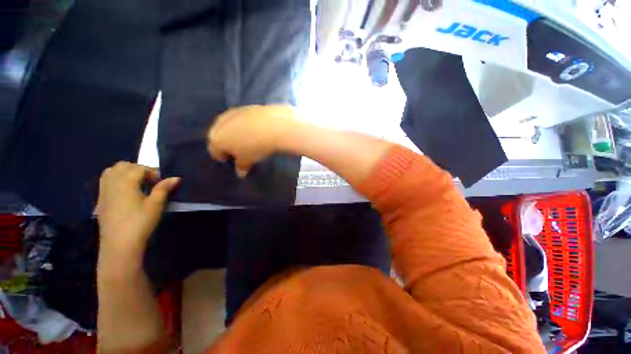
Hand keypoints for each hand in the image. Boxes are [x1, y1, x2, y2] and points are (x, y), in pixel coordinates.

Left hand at [96, 162, 179, 260]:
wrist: (119, 244)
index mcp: (126, 181)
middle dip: (138, 169)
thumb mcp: (156, 204)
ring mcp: (103, 191)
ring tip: (136, 184)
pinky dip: (116, 180)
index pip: (140, 168)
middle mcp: (112, 182)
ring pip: (112, 171)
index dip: (153, 172)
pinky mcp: (100, 200)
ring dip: (125, 173)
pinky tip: (125, 192)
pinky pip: (106, 181)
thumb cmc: (140, 222)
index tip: (161, 182)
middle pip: (123, 166)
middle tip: (149, 181)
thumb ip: (163, 188)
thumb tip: (176, 178)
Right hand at [207, 105, 297, 177]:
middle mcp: (219, 124)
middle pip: (220, 137)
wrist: (272, 125)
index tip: (235, 161)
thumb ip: (241, 167)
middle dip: (228, 145)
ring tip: (250, 139)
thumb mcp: (247, 160)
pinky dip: (244, 125)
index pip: (214, 152)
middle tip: (242, 151)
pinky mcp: (244, 107)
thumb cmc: (255, 147)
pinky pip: (240, 119)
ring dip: (236, 133)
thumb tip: (240, 173)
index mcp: (216, 139)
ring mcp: (231, 113)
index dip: (224, 158)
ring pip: (229, 126)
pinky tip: (256, 129)